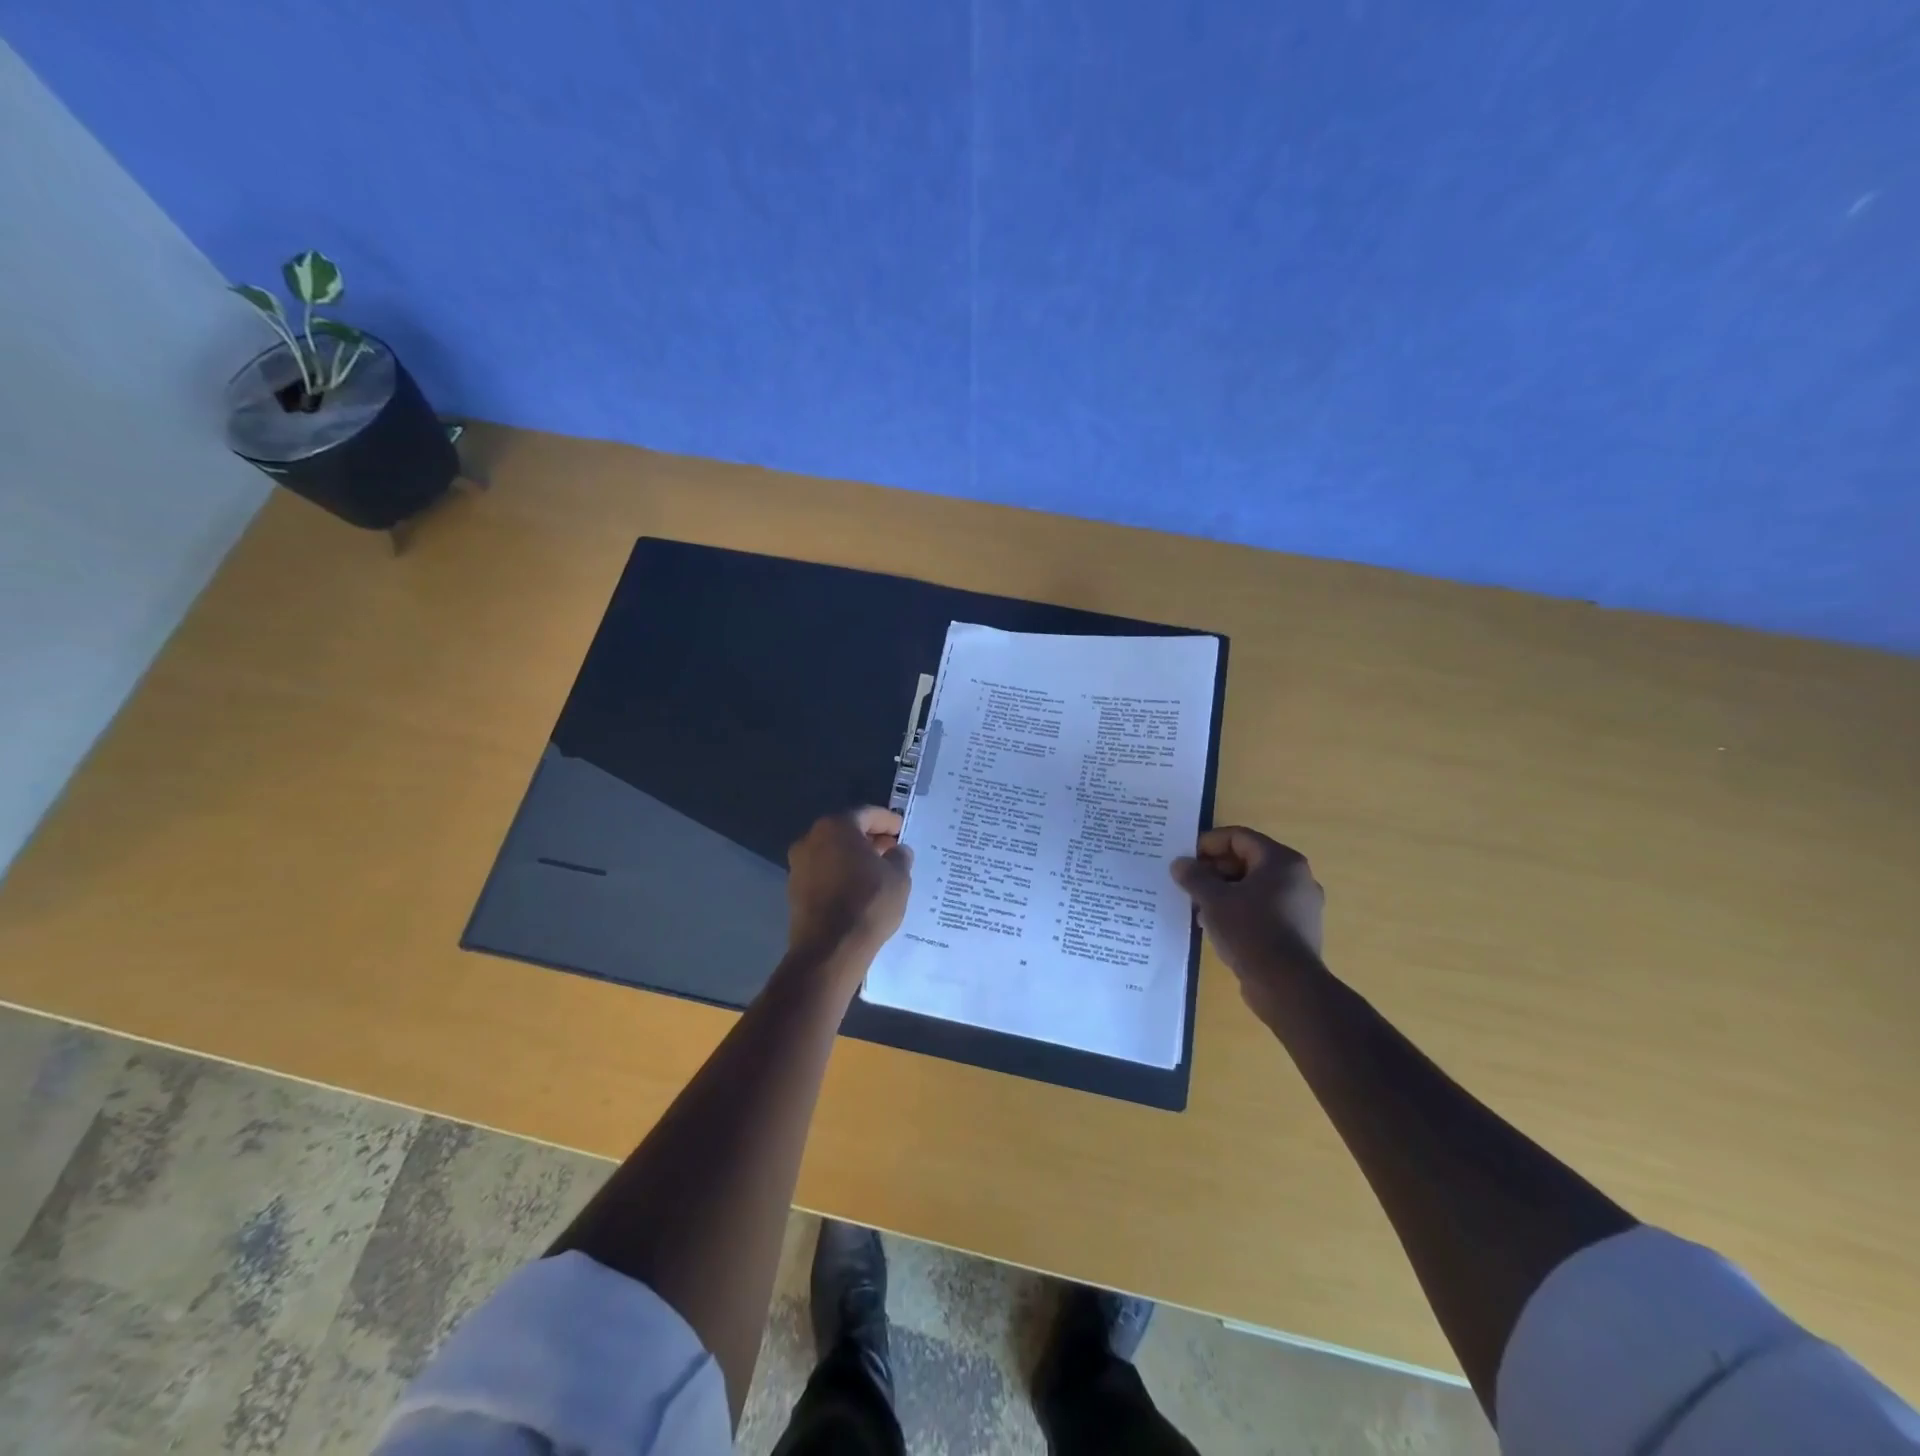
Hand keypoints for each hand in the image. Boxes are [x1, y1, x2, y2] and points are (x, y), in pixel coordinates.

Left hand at [785, 807, 913, 965]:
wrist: (830, 949)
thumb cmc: (869, 902)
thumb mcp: (899, 877)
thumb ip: (900, 857)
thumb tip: (897, 851)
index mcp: (835, 827)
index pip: (867, 814)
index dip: (888, 821)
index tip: (903, 830)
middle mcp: (810, 839)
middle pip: (846, 832)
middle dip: (870, 840)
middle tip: (892, 851)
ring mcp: (798, 866)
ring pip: (833, 854)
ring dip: (854, 859)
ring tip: (879, 873)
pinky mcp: (794, 891)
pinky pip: (824, 874)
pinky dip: (841, 876)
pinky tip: (860, 891)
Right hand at [1171, 827, 1324, 1020]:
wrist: (1286, 985)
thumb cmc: (1250, 930)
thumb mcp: (1213, 900)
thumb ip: (1194, 877)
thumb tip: (1180, 864)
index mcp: (1281, 861)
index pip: (1239, 837)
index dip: (1208, 844)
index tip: (1185, 859)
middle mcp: (1297, 878)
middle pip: (1247, 860)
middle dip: (1214, 870)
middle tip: (1189, 883)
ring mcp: (1300, 905)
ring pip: (1254, 887)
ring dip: (1224, 891)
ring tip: (1198, 906)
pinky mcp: (1297, 930)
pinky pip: (1262, 909)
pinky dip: (1239, 910)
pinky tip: (1216, 926)